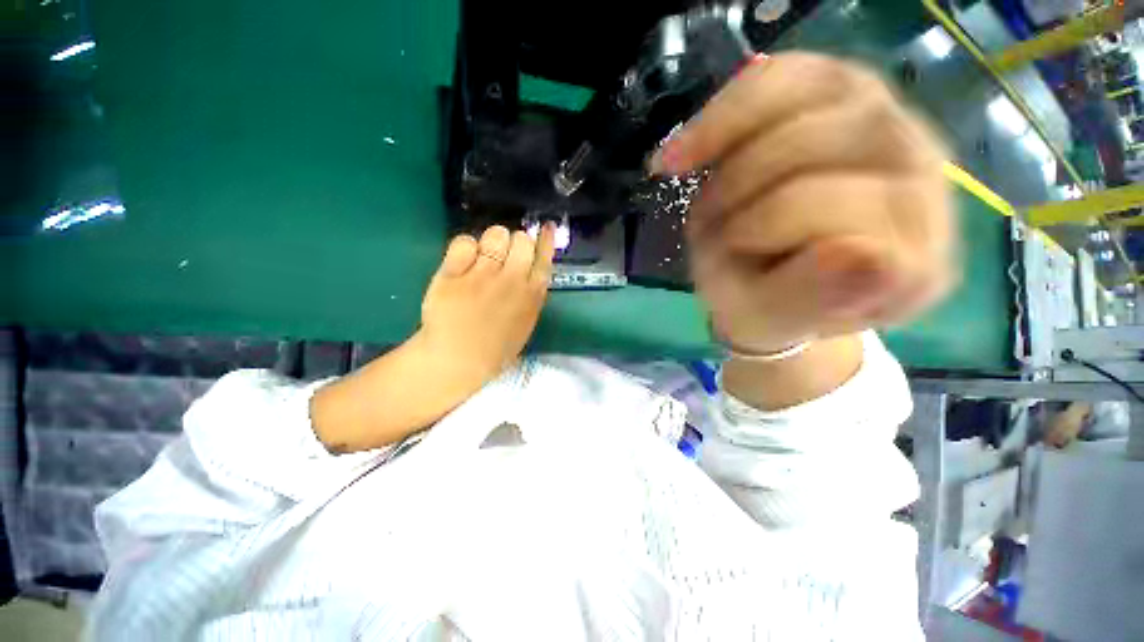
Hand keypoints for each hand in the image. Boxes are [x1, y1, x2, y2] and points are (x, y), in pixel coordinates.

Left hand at [419, 224, 555, 383]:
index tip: (545, 227)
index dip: (545, 238)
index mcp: (531, 295)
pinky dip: (466, 247)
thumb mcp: (525, 324)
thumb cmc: (495, 348)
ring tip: (485, 256)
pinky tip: (464, 261)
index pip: (544, 257)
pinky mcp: (454, 272)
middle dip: (516, 242)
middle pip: (522, 239)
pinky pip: (464, 241)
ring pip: (495, 234)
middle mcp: (511, 280)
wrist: (456, 360)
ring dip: (493, 241)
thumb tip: (532, 269)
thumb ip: (532, 296)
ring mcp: (482, 275)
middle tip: (505, 254)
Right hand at [655, 53, 955, 352]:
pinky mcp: (847, 93)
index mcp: (915, 262)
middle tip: (704, 228)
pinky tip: (689, 148)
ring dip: (727, 149)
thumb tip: (861, 251)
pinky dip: (724, 112)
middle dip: (740, 190)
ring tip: (694, 186)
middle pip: (829, 147)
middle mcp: (923, 182)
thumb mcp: (767, 318)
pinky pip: (785, 75)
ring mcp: (891, 125)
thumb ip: (807, 299)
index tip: (719, 253)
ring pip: (808, 98)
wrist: (763, 275)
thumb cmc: (764, 302)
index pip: (857, 215)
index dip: (769, 227)